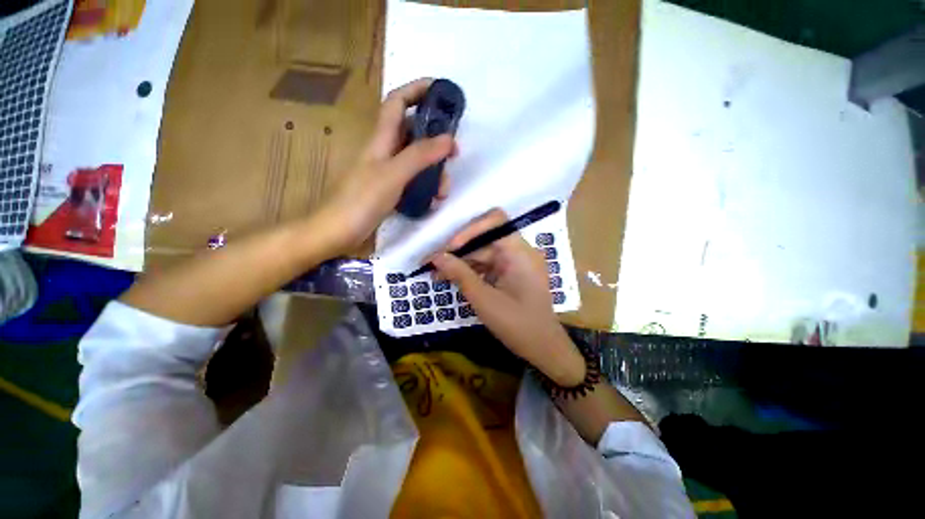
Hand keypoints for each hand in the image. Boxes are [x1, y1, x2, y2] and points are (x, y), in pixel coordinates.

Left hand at [316, 78, 453, 252]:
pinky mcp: (390, 189)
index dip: (417, 90)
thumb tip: (449, 139)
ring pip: (417, 160)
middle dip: (436, 139)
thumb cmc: (362, 200)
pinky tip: (433, 201)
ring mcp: (388, 171)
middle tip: (454, 152)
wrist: (339, 232)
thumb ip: (420, 155)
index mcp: (381, 138)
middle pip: (414, 133)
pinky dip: (426, 187)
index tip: (442, 92)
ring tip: (444, 190)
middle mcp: (385, 150)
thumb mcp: (393, 174)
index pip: (398, 101)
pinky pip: (414, 181)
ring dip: (434, 171)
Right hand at [432, 209, 585, 385]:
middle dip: (458, 251)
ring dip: (461, 263)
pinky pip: (488, 265)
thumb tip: (436, 257)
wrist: (543, 348)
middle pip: (485, 239)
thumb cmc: (516, 325)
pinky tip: (452, 279)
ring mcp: (516, 263)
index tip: (449, 248)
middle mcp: (519, 251)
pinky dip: (471, 272)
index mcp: (519, 252)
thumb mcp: (484, 299)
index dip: (469, 230)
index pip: (495, 222)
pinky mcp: (511, 274)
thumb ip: (459, 274)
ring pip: (483, 253)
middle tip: (433, 263)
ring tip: (437, 275)